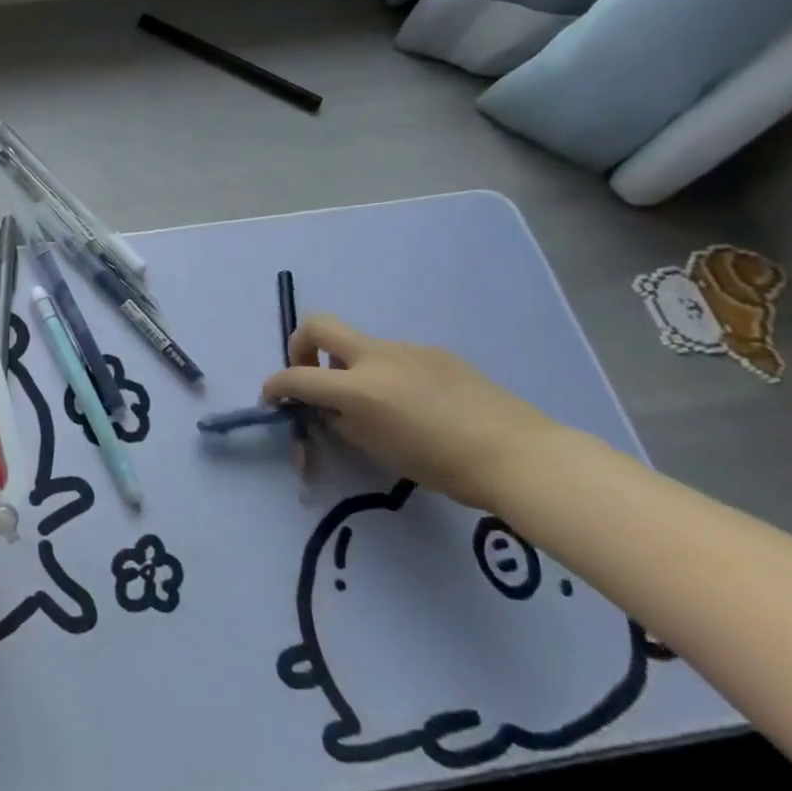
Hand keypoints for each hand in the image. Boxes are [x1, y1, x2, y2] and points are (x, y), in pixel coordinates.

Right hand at [261, 314, 559, 511]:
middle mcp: (376, 357)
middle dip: (300, 345)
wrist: (519, 456)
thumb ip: (341, 421)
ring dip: (349, 365)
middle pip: (318, 325)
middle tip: (309, 373)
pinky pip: (395, 355)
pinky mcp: (435, 353)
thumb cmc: (441, 464)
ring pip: (360, 344)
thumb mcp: (375, 448)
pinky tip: (412, 404)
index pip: (296, 377)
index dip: (274, 387)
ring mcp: (408, 349)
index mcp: (358, 387)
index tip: (272, 400)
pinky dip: (384, 372)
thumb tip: (328, 409)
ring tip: (371, 402)